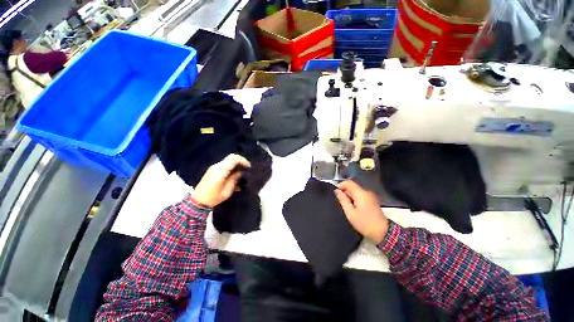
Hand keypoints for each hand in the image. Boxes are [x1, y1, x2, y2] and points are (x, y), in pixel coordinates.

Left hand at [191, 154, 250, 207]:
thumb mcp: (227, 191)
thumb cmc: (213, 197)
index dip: (243, 160)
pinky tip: (234, 177)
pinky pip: (225, 166)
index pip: (234, 158)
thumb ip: (235, 179)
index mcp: (220, 170)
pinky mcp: (213, 170)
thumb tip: (241, 173)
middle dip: (240, 162)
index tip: (249, 167)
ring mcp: (214, 168)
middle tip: (246, 169)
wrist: (198, 201)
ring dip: (236, 165)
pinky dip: (231, 168)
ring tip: (241, 175)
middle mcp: (217, 166)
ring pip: (229, 161)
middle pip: (231, 157)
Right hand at [335, 180, 388, 243]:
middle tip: (339, 201)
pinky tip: (353, 207)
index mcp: (361, 193)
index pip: (349, 182)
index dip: (340, 185)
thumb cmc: (364, 223)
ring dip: (349, 196)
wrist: (383, 233)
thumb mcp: (350, 212)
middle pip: (353, 187)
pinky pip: (361, 196)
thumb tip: (337, 191)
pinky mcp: (372, 201)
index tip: (335, 192)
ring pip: (356, 192)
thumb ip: (343, 200)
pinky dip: (355, 199)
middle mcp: (366, 192)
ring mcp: (371, 196)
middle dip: (344, 191)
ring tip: (345, 205)